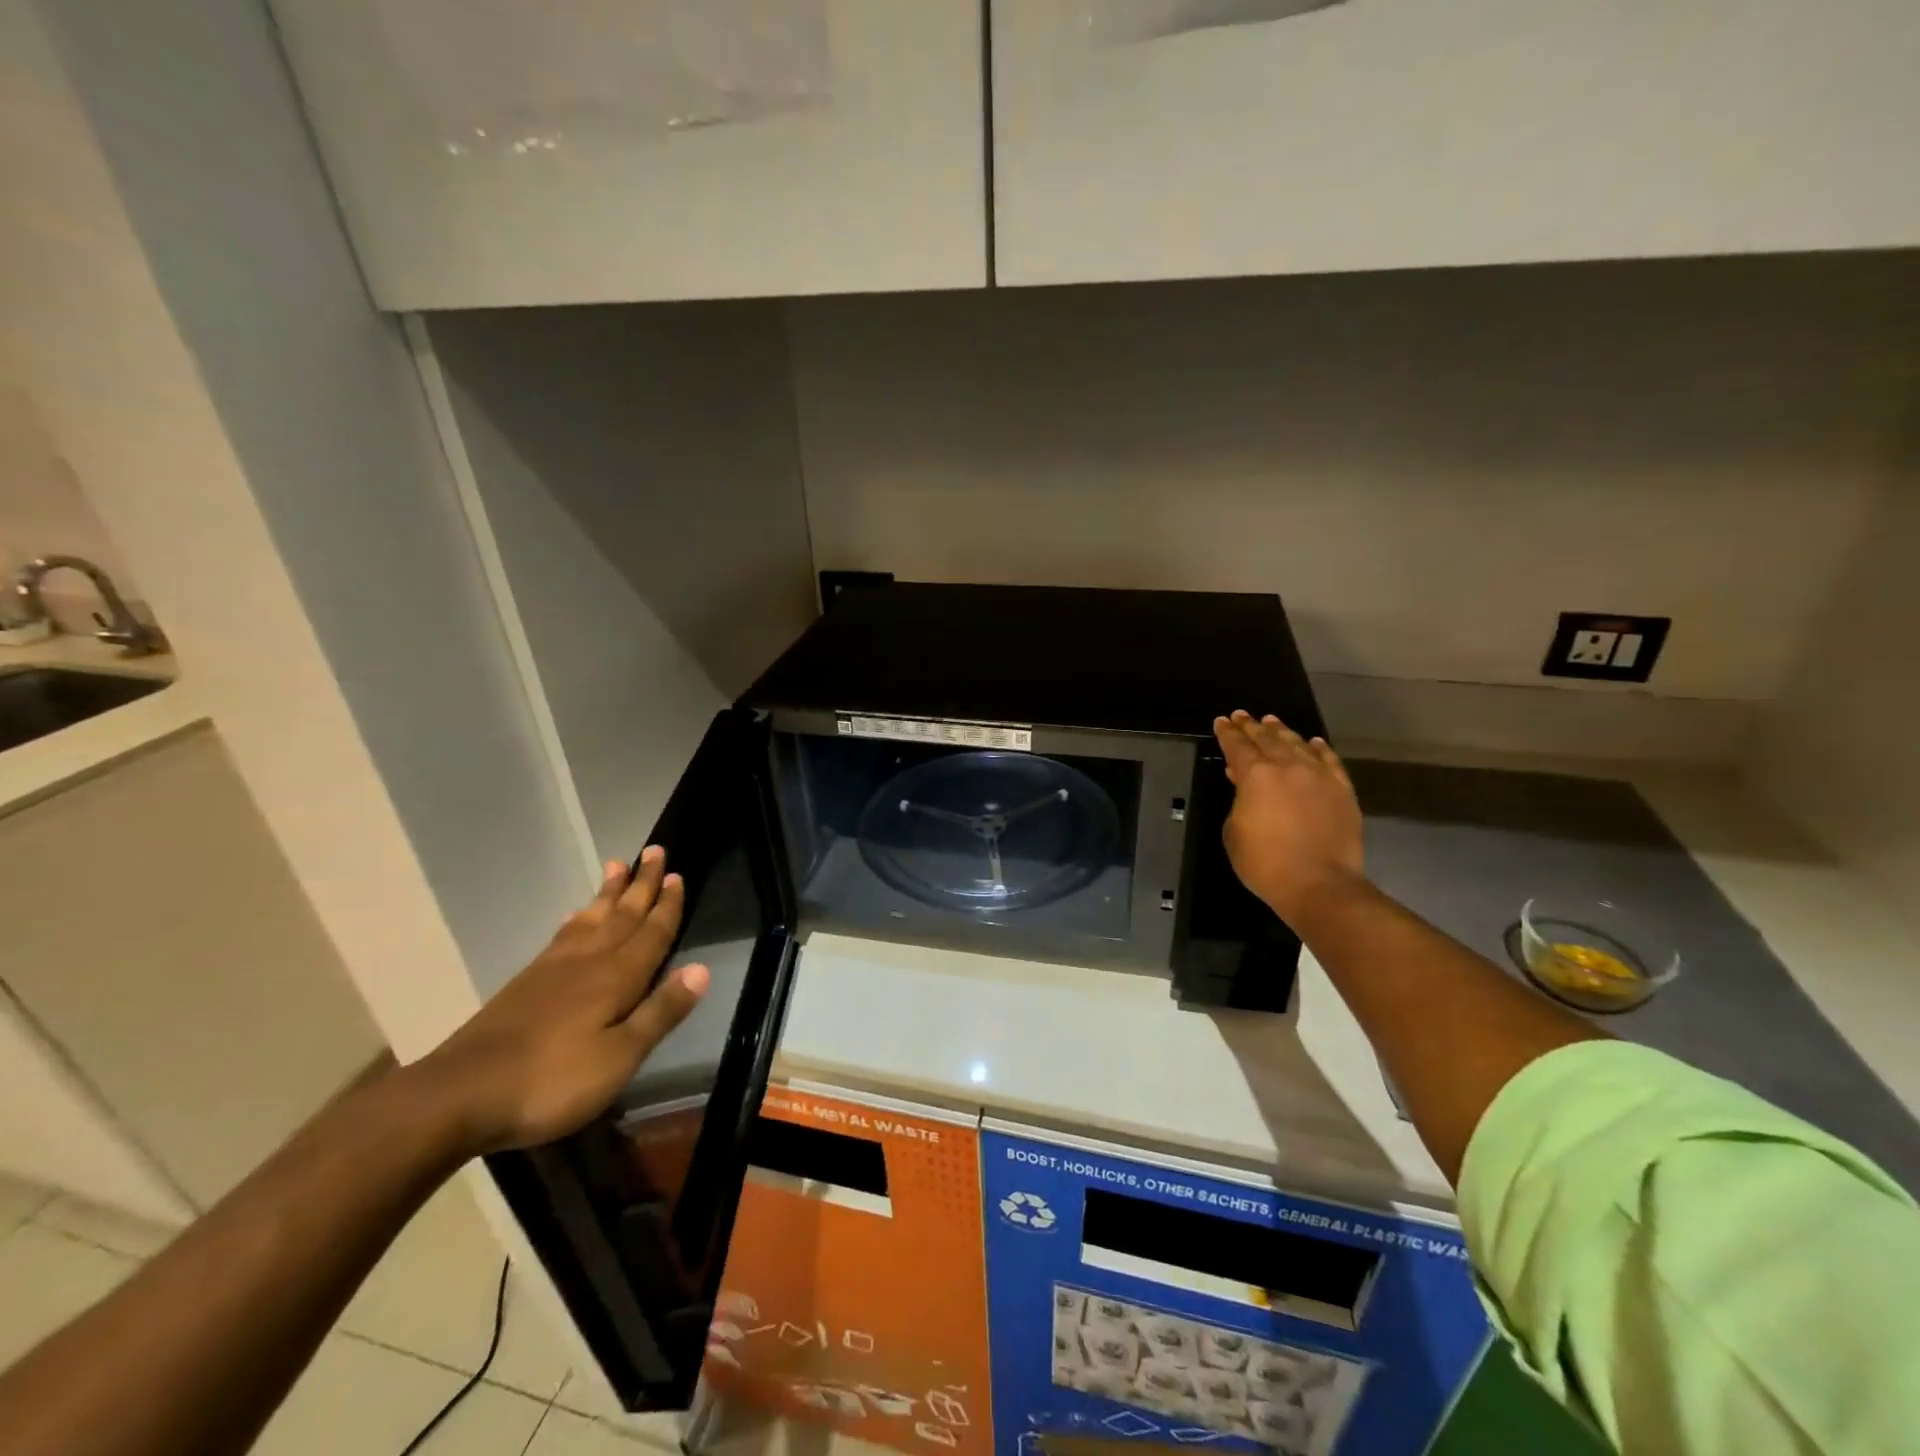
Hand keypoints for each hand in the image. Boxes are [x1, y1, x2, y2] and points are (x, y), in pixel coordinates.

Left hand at [411, 847, 709, 1154]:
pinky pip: (562, 936)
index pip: (651, 933)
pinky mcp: (526, 983)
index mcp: (617, 978)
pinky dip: (576, 920)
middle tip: (655, 851)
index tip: (678, 875)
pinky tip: (575, 916)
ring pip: (591, 919)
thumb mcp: (619, 1057)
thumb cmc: (552, 1081)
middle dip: (642, 884)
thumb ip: (660, 1012)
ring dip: (609, 893)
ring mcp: (553, 969)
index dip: (667, 906)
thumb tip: (702, 968)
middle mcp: (588, 962)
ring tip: (618, 865)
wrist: (460, 1095)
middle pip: (622, 915)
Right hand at [1213, 710, 1363, 926]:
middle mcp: (1288, 766)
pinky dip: (1319, 748)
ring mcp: (1319, 776)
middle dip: (1252, 726)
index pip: (1237, 746)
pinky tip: (1313, 742)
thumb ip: (1238, 802)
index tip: (1222, 721)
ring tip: (1272, 722)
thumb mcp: (1234, 832)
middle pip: (1268, 738)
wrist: (1319, 883)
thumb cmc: (1265, 862)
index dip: (1228, 732)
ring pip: (1298, 744)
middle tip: (1243, 716)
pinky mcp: (1342, 790)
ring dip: (1282, 732)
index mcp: (1255, 775)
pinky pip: (1330, 760)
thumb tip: (1245, 786)